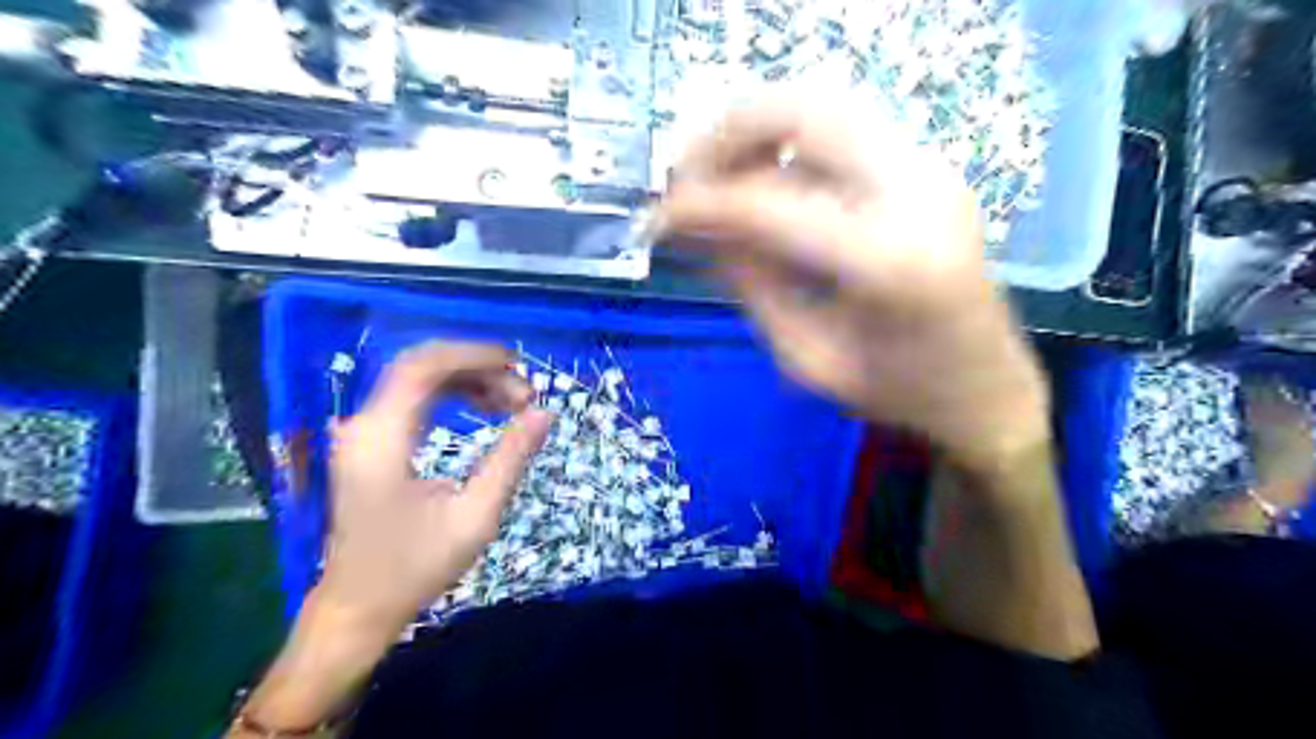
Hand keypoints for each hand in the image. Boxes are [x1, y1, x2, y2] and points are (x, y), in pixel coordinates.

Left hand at [320, 344, 550, 629]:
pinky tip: (483, 407)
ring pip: (419, 378)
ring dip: (469, 379)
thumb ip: (511, 459)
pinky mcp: (370, 441)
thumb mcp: (475, 516)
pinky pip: (414, 397)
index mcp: (383, 439)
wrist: (358, 606)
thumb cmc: (416, 567)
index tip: (519, 365)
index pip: (424, 367)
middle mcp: (365, 425)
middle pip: (423, 366)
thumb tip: (544, 413)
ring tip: (511, 402)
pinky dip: (452, 393)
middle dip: (478, 368)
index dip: (474, 355)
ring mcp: (363, 431)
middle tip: (523, 395)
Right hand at [654, 96, 1050, 470]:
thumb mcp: (805, 357)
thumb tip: (690, 229)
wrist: (986, 388)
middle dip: (725, 138)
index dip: (700, 205)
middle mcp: (918, 190)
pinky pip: (841, 130)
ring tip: (719, 184)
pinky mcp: (927, 166)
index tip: (656, 222)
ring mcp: (931, 167)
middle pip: (802, 110)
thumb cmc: (896, 393)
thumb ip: (748, 283)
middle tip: (686, 185)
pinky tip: (765, 186)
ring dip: (756, 132)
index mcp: (889, 260)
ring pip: (822, 105)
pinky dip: (788, 144)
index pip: (769, 202)